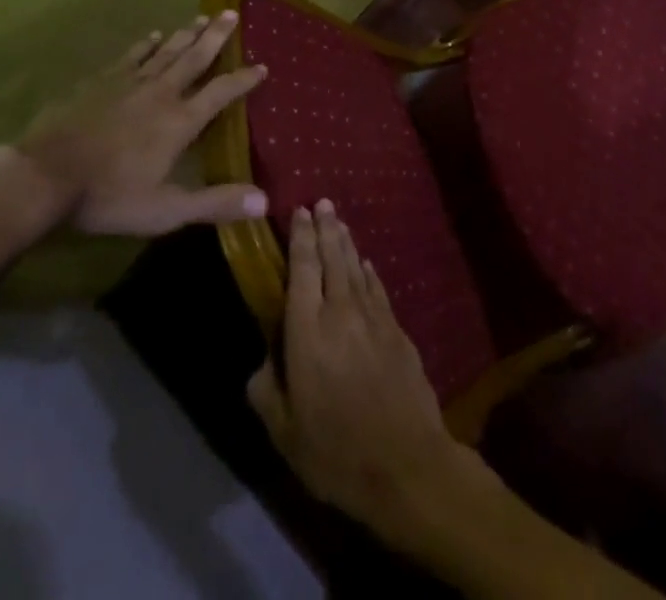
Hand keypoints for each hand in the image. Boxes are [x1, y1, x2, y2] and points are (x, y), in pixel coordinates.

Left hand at [13, 12, 268, 236]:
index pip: (221, 92)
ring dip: (186, 33)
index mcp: (180, 121)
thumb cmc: (108, 196)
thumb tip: (264, 200)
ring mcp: (129, 82)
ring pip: (166, 50)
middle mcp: (161, 93)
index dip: (244, 79)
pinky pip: (131, 55)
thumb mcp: (166, 209)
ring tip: (202, 17)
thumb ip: (215, 203)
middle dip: (216, 36)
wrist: (45, 176)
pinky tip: (153, 34)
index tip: (262, 65)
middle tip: (231, 13)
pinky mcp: (100, 81)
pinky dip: (146, 43)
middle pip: (195, 57)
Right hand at [247, 201, 488, 538]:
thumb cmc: (335, 450)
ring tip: (339, 221)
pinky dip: (369, 272)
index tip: (299, 211)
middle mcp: (340, 311)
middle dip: (326, 227)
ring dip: (346, 242)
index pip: (302, 269)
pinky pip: (378, 288)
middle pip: (332, 257)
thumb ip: (266, 391)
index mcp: (307, 330)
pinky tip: (366, 264)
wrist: (404, 463)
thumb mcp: (284, 432)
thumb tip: (261, 363)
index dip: (301, 237)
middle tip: (322, 202)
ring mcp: (373, 317)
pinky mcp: (397, 329)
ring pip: (356, 267)